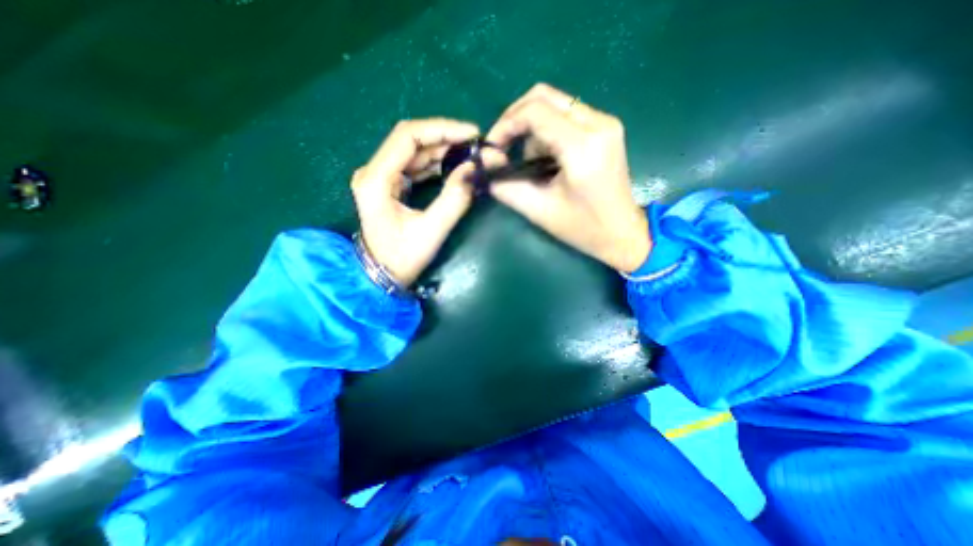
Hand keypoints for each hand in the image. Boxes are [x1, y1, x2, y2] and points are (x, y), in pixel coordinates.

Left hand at [351, 118, 490, 287]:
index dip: (442, 130)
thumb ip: (454, 198)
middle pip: (411, 140)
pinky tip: (454, 165)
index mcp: (376, 179)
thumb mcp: (431, 231)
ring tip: (470, 153)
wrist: (381, 275)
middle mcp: (373, 171)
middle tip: (476, 145)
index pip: (408, 136)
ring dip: (443, 150)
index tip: (472, 134)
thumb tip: (475, 168)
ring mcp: (380, 177)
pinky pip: (414, 165)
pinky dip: (435, 163)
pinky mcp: (389, 184)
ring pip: (414, 151)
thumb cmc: (402, 258)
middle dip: (446, 138)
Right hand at [485, 83, 648, 272]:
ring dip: (532, 129)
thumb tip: (486, 166)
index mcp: (582, 146)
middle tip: (502, 146)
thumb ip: (507, 187)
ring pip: (555, 104)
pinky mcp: (606, 128)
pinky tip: (546, 158)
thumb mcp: (539, 211)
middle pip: (544, 96)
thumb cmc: (583, 228)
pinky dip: (547, 131)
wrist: (622, 233)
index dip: (506, 124)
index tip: (493, 148)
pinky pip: (567, 115)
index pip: (535, 112)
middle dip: (515, 118)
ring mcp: (605, 122)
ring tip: (530, 163)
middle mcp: (598, 123)